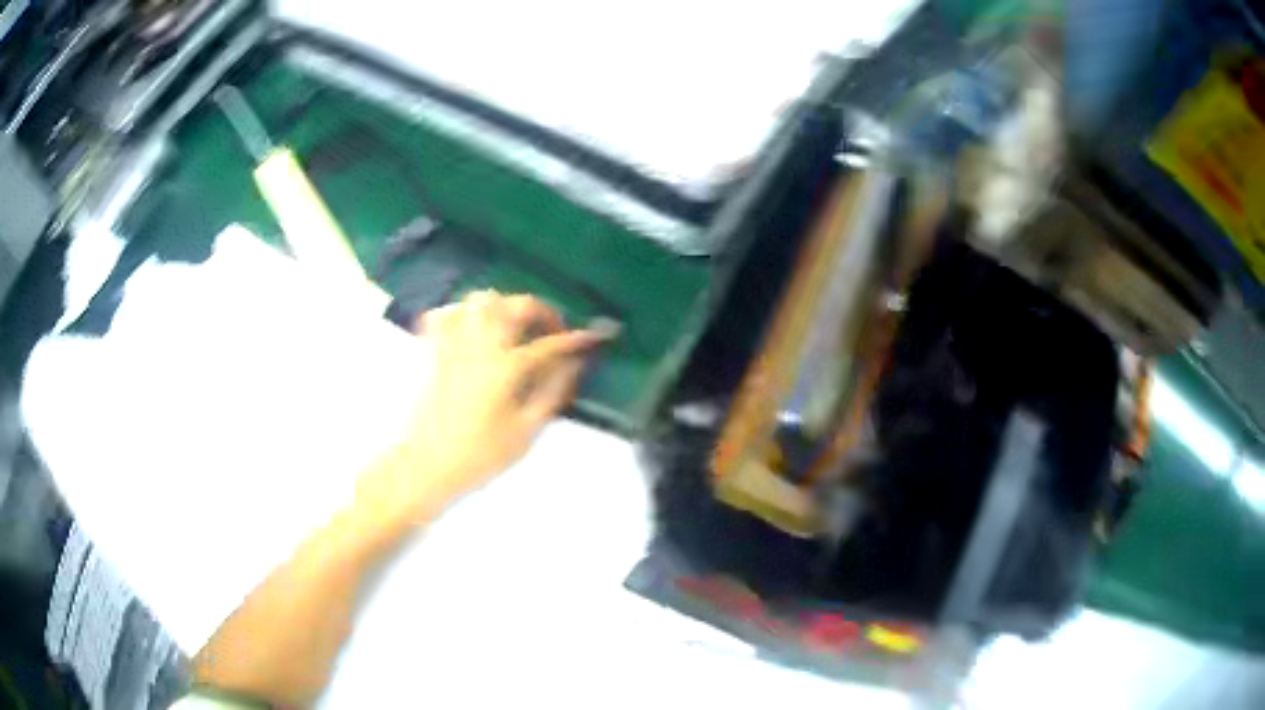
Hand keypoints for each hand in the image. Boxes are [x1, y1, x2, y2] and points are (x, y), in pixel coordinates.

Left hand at [360, 291, 604, 522]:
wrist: (425, 466)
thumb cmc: (479, 456)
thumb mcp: (526, 431)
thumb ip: (552, 391)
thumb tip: (574, 364)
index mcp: (506, 368)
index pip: (550, 344)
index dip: (576, 338)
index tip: (594, 336)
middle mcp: (480, 345)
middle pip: (515, 305)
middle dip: (541, 310)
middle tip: (552, 329)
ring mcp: (452, 342)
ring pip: (480, 300)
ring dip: (504, 304)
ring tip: (514, 324)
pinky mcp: (431, 348)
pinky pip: (446, 312)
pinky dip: (464, 311)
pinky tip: (473, 326)